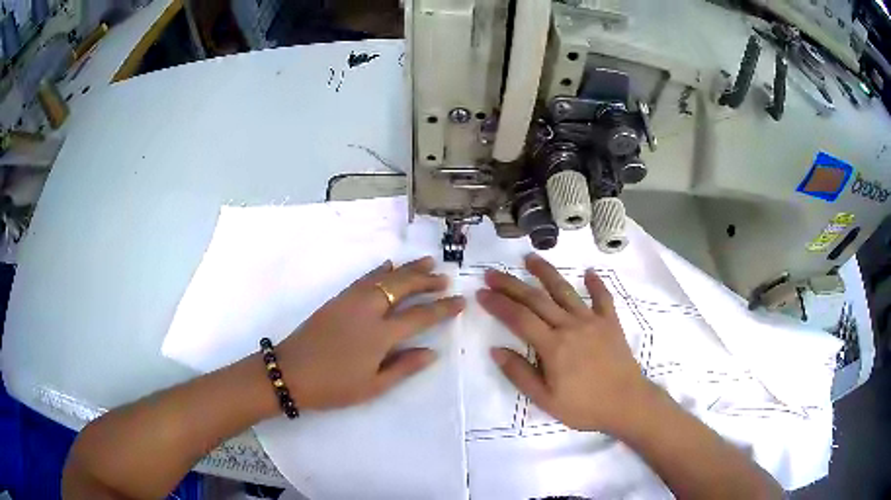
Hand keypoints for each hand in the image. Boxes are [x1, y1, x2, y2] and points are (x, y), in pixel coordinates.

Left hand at [275, 257, 464, 410]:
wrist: (290, 372)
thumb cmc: (333, 386)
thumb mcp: (373, 386)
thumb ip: (404, 367)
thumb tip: (432, 351)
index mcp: (381, 335)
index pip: (420, 316)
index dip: (442, 308)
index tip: (460, 301)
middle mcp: (369, 310)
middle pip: (404, 287)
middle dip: (427, 281)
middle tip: (445, 277)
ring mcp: (351, 301)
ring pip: (385, 276)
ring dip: (408, 268)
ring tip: (427, 262)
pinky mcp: (338, 299)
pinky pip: (364, 278)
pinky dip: (380, 270)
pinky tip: (389, 265)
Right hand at [477, 253, 655, 434]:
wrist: (627, 404)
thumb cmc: (584, 406)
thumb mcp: (545, 400)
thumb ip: (520, 374)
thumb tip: (496, 350)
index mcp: (553, 346)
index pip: (519, 318)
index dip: (498, 304)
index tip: (481, 293)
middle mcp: (570, 326)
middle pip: (536, 299)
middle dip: (511, 285)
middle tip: (492, 273)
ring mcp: (592, 321)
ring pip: (565, 291)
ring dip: (546, 272)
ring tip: (529, 258)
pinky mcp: (610, 322)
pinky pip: (602, 298)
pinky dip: (596, 284)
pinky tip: (589, 272)